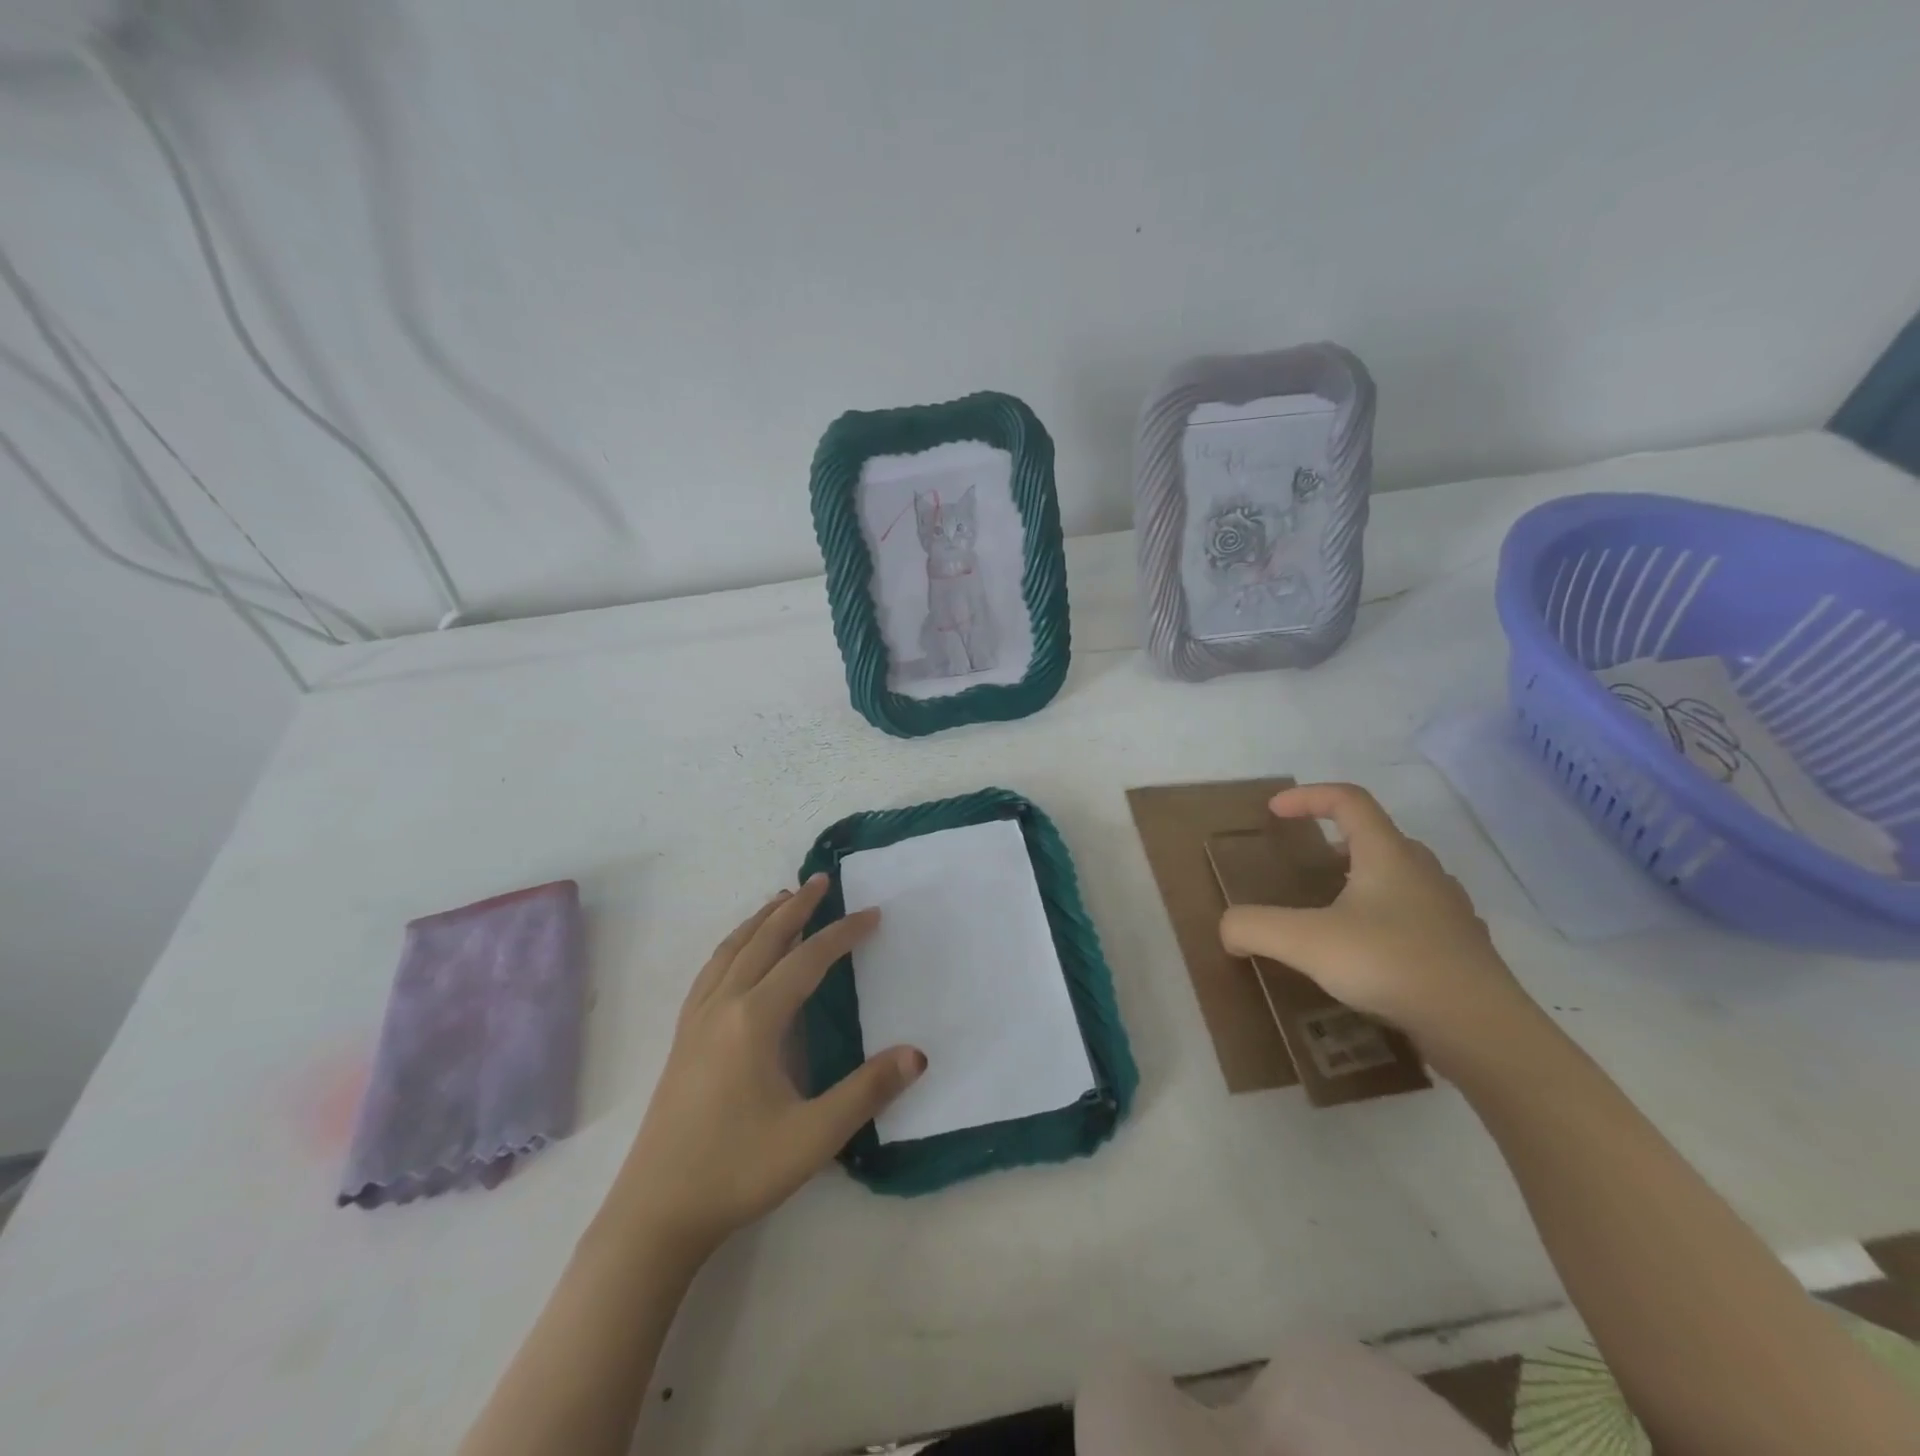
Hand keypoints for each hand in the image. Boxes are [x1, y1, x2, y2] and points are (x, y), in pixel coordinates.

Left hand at [599, 874, 924, 1261]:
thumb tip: (917, 1054)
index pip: (806, 961)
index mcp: (754, 1020)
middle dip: (796, 907)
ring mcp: (696, 1020)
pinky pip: (711, 970)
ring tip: (782, 900)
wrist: (656, 1213)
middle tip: (822, 880)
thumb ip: (867, 1091)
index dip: (841, 934)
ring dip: (760, 920)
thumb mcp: (813, 1137)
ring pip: (731, 950)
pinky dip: (732, 945)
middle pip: (763, 940)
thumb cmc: (738, 1171)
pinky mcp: (682, 1038)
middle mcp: (722, 1006)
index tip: (871, 914)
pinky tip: (737, 953)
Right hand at [1218, 783, 1538, 1066]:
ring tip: (1336, 911)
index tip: (1275, 812)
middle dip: (1338, 841)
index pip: (1348, 800)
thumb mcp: (1305, 942)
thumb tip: (1228, 929)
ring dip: (1366, 879)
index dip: (1308, 797)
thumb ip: (1255, 927)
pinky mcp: (1463, 947)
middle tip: (1310, 866)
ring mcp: (1450, 909)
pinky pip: (1419, 914)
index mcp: (1388, 855)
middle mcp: (1423, 871)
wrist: (1481, 1029)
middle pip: (1379, 836)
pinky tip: (1373, 954)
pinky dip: (1389, 917)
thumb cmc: (1390, 964)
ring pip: (1403, 875)